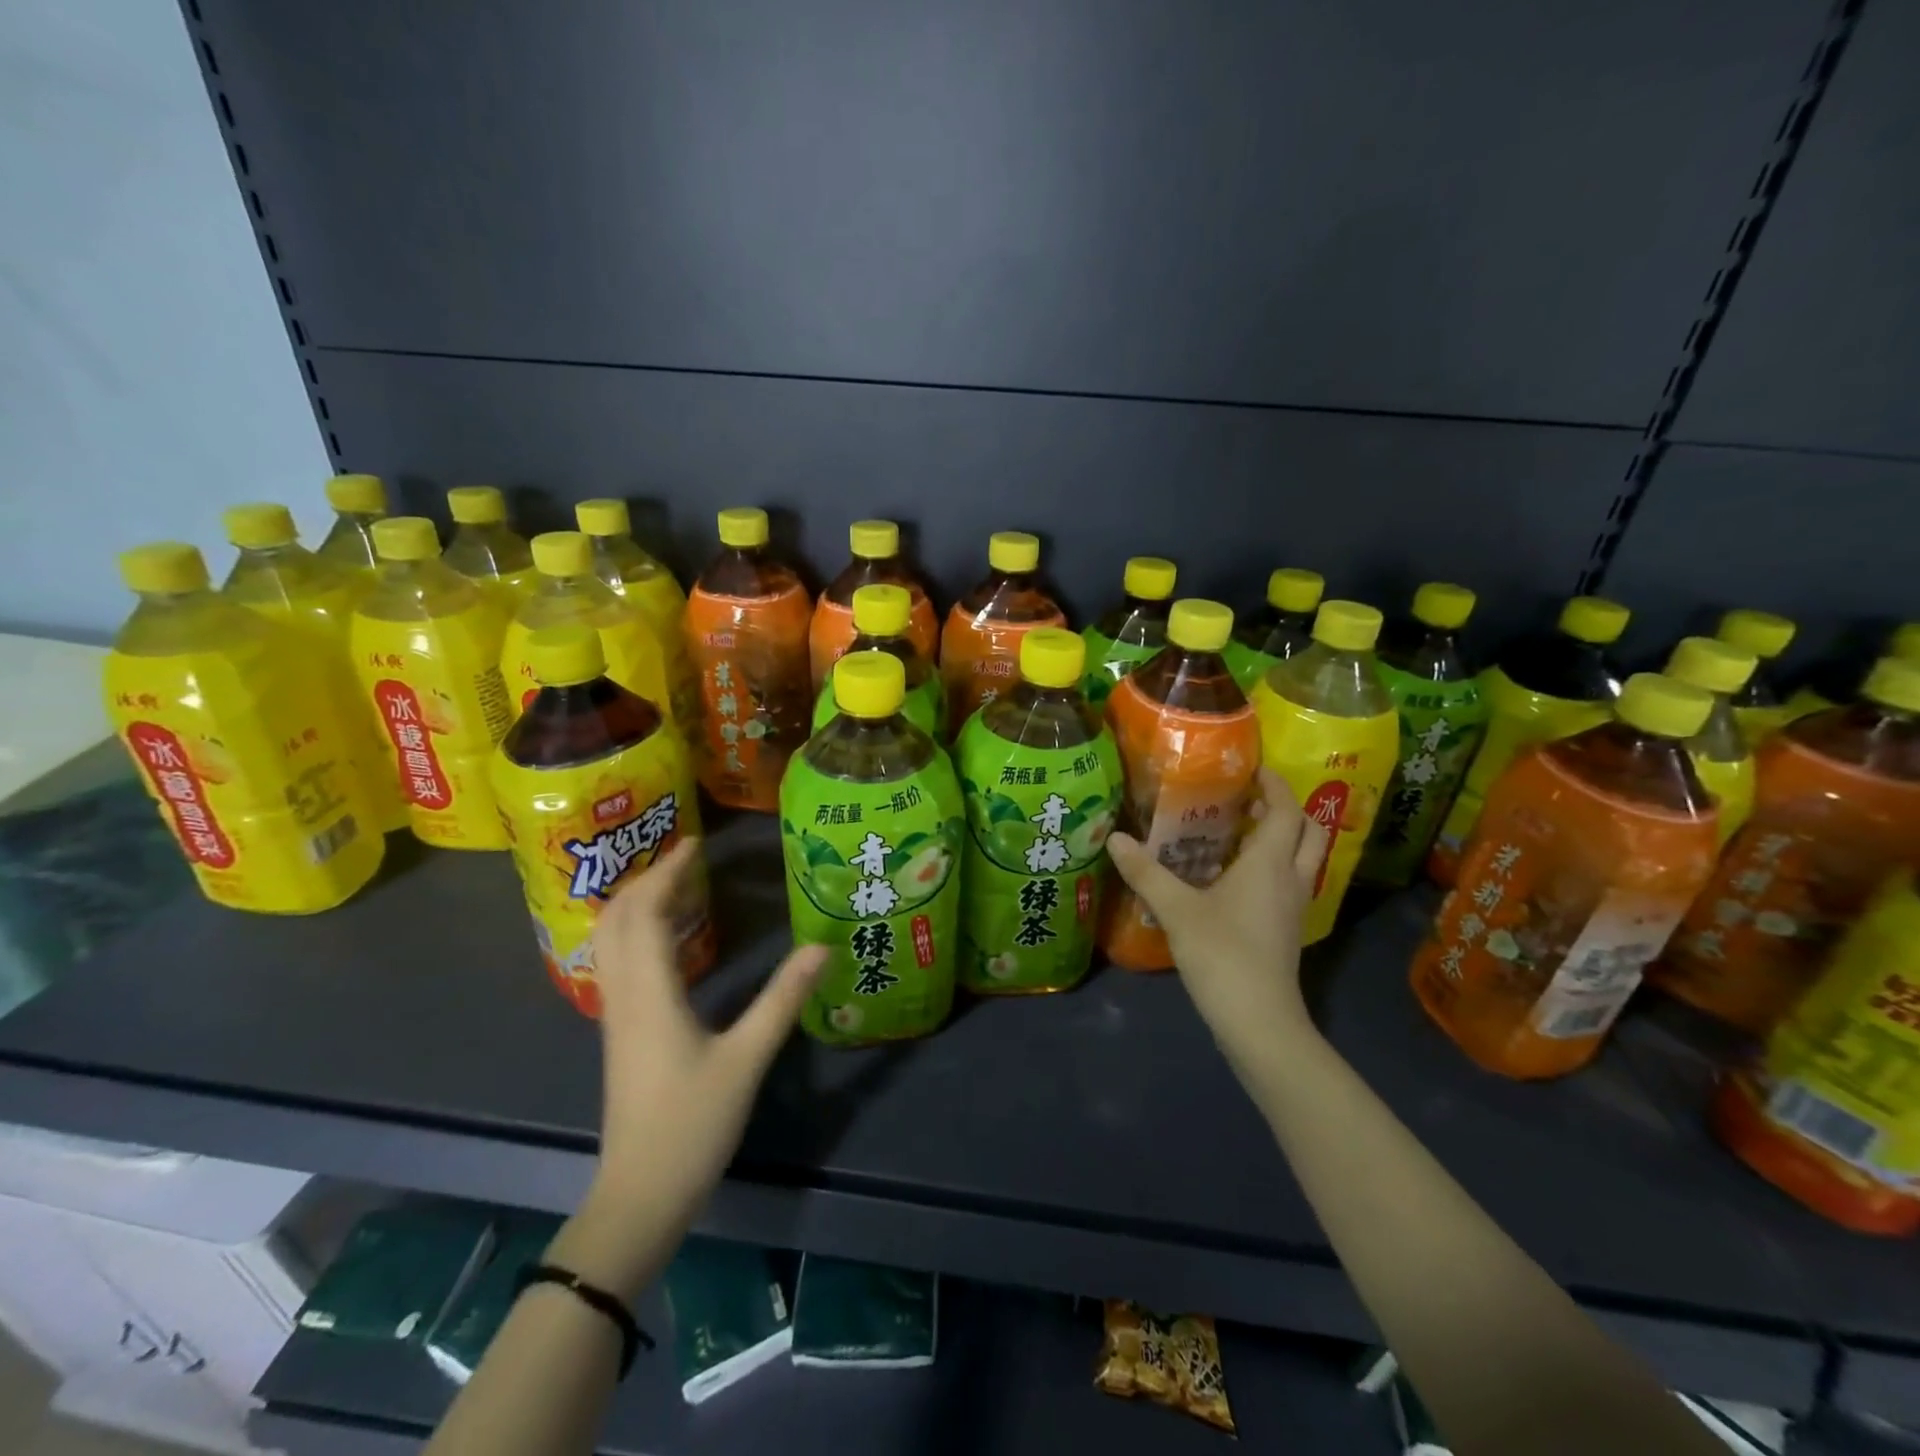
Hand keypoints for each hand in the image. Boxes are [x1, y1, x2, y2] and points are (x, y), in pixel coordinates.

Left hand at [588, 839, 825, 1220]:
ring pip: (611, 940)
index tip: (695, 842)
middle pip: (617, 919)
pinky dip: (637, 932)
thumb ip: (783, 999)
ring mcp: (617, 1015)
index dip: (667, 872)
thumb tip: (820, 947)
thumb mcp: (747, 1059)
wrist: (641, 1193)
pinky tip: (670, 939)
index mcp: (651, 993)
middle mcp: (624, 995)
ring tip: (677, 885)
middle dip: (647, 879)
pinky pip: (619, 962)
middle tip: (688, 858)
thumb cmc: (692, 1124)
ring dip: (637, 903)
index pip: (647, 913)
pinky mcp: (621, 1032)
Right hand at [1106, 768, 1327, 1075]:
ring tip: (1238, 831)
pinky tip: (1235, 876)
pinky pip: (1289, 882)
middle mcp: (1291, 878)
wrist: (1259, 1020)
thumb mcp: (1176, 909)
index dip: (1275, 784)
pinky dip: (1273, 866)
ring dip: (1282, 838)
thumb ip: (1145, 872)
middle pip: (1310, 830)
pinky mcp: (1287, 929)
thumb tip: (1114, 838)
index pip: (1287, 809)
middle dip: (1287, 808)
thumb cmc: (1222, 954)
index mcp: (1270, 862)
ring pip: (1303, 858)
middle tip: (1249, 799)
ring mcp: (1294, 906)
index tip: (1252, 768)